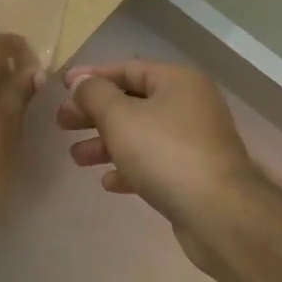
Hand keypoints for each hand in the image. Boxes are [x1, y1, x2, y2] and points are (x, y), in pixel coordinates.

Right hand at [57, 59, 280, 275]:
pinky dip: (129, 167)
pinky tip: (108, 182)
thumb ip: (94, 94)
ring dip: (105, 143)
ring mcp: (194, 141)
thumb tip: (81, 83)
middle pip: (131, 102)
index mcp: (177, 82)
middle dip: (94, 114)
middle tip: (63, 124)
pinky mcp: (195, 174)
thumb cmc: (164, 153)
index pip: (126, 68)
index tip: (62, 87)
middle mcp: (189, 105)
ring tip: (77, 157)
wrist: (219, 214)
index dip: (91, 76)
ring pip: (140, 134)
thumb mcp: (118, 116)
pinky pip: (154, 162)